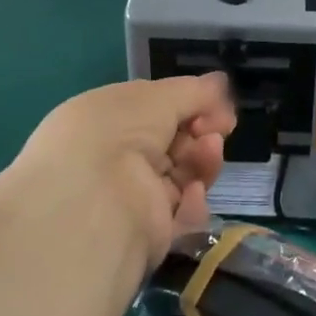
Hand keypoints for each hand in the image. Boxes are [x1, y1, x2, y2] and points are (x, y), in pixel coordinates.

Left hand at [8, 76, 236, 285]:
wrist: (95, 203)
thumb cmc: (117, 134)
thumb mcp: (156, 97)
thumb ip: (193, 92)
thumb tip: (220, 82)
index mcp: (105, 120)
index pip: (156, 111)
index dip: (190, 105)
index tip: (218, 105)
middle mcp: (116, 158)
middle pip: (175, 143)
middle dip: (202, 132)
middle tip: (219, 128)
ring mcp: (133, 197)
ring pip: (184, 176)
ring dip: (203, 161)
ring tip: (209, 152)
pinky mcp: (149, 233)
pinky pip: (183, 213)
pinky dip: (193, 201)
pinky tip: (192, 192)